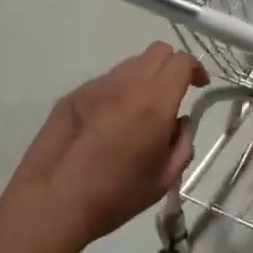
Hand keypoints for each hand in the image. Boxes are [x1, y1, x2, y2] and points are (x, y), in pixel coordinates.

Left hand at [4, 43, 206, 252]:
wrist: (53, 201)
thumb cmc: (115, 196)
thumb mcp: (164, 180)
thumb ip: (182, 144)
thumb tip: (180, 121)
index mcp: (154, 102)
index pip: (182, 62)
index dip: (196, 69)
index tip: (199, 86)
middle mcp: (126, 84)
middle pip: (157, 51)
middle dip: (172, 66)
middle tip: (173, 93)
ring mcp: (96, 86)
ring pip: (130, 64)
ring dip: (144, 77)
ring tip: (140, 111)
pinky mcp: (74, 94)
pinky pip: (106, 81)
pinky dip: (118, 91)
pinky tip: (110, 123)